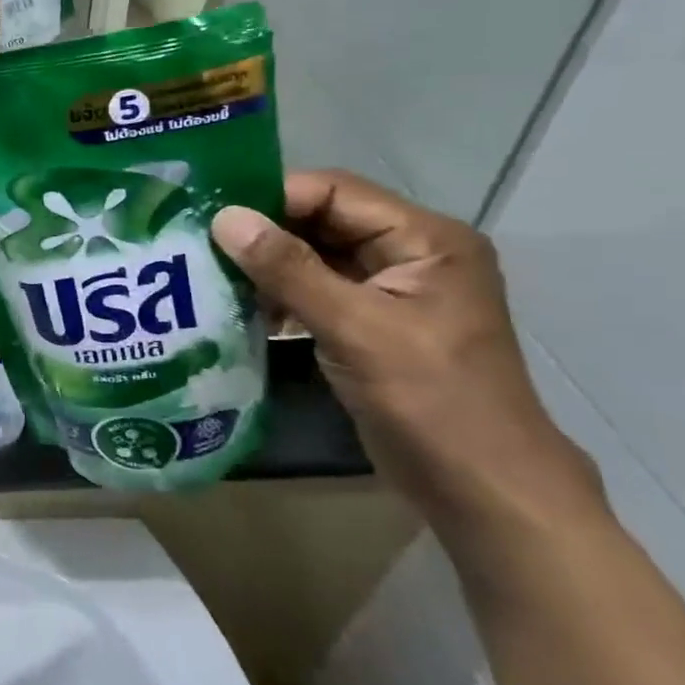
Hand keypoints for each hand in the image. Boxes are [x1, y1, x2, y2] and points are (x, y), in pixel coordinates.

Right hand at [210, 171, 605, 544]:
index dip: (274, 197)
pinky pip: (315, 291)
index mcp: (425, 239)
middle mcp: (409, 253)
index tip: (212, 215)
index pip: (335, 192)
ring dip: (267, 265)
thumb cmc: (432, 402)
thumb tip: (224, 218)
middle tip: (200, 242)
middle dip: (264, 232)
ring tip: (210, 273)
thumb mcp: (356, 328)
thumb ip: (289, 270)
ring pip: (313, 257)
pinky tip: (240, 306)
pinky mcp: (370, 324)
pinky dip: (280, 295)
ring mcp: (390, 291)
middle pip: (322, 221)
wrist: (483, 492)